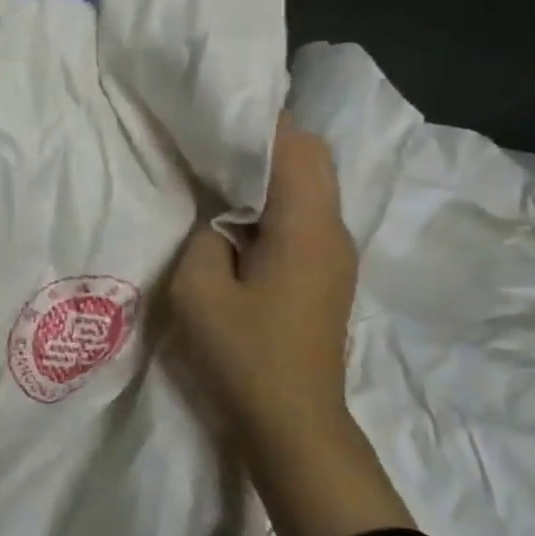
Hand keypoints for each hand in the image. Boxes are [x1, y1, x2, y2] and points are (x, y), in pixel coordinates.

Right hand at [168, 112, 357, 432]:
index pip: (295, 147)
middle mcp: (333, 231)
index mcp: (306, 227)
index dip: (257, 121)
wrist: (295, 423)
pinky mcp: (327, 275)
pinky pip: (305, 215)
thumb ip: (202, 237)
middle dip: (265, 140)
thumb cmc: (245, 355)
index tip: (214, 112)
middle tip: (211, 141)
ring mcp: (336, 255)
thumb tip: (217, 219)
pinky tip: (236, 218)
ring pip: (311, 186)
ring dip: (271, 171)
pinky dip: (274, 200)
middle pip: (312, 159)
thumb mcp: (198, 290)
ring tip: (218, 171)